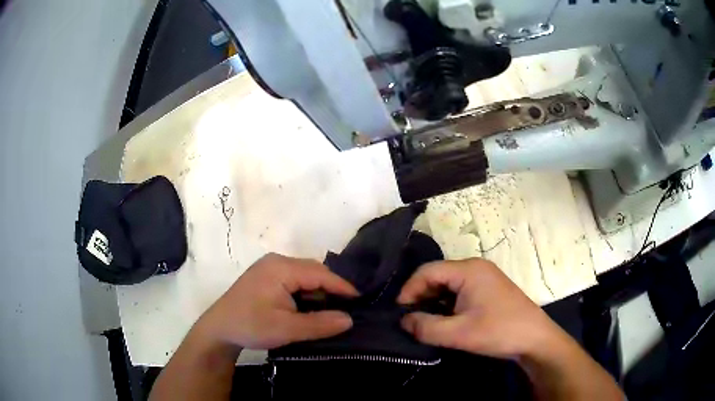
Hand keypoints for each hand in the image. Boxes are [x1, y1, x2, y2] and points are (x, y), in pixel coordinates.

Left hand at [193, 253, 358, 349]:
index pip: (320, 274)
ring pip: (303, 276)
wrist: (219, 329)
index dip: (342, 287)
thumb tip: (349, 319)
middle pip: (313, 271)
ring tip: (332, 309)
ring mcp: (269, 268)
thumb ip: (319, 324)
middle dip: (331, 289)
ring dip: (317, 292)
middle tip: (347, 307)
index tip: (361, 300)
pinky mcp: (265, 277)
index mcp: (281, 268)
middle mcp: (276, 261)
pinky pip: (293, 280)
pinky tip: (310, 307)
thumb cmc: (251, 326)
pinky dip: (305, 292)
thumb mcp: (287, 329)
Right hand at [398, 258, 561, 358]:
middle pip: (437, 276)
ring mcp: (483, 278)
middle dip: (420, 297)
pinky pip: (459, 292)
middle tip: (410, 320)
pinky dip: (446, 305)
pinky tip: (443, 321)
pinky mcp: (487, 290)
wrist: (535, 338)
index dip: (409, 290)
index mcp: (468, 270)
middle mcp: (475, 268)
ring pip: (447, 285)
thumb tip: (403, 320)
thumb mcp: (459, 333)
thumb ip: (426, 327)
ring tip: (424, 323)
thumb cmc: (499, 331)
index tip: (399, 313)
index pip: (427, 271)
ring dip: (433, 303)